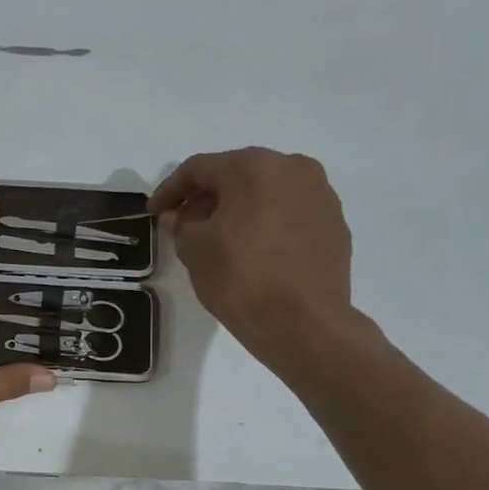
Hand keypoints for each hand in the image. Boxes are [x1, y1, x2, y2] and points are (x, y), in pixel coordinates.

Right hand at [149, 148, 357, 365]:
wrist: (302, 322)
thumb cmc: (240, 278)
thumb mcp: (194, 249)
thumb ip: (183, 223)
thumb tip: (187, 216)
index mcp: (255, 167)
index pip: (199, 168)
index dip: (170, 189)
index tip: (154, 212)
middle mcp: (294, 168)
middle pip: (237, 174)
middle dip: (206, 197)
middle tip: (184, 223)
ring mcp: (321, 195)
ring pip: (267, 193)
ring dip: (238, 209)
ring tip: (219, 238)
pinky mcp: (334, 223)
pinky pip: (289, 214)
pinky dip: (265, 224)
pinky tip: (252, 251)